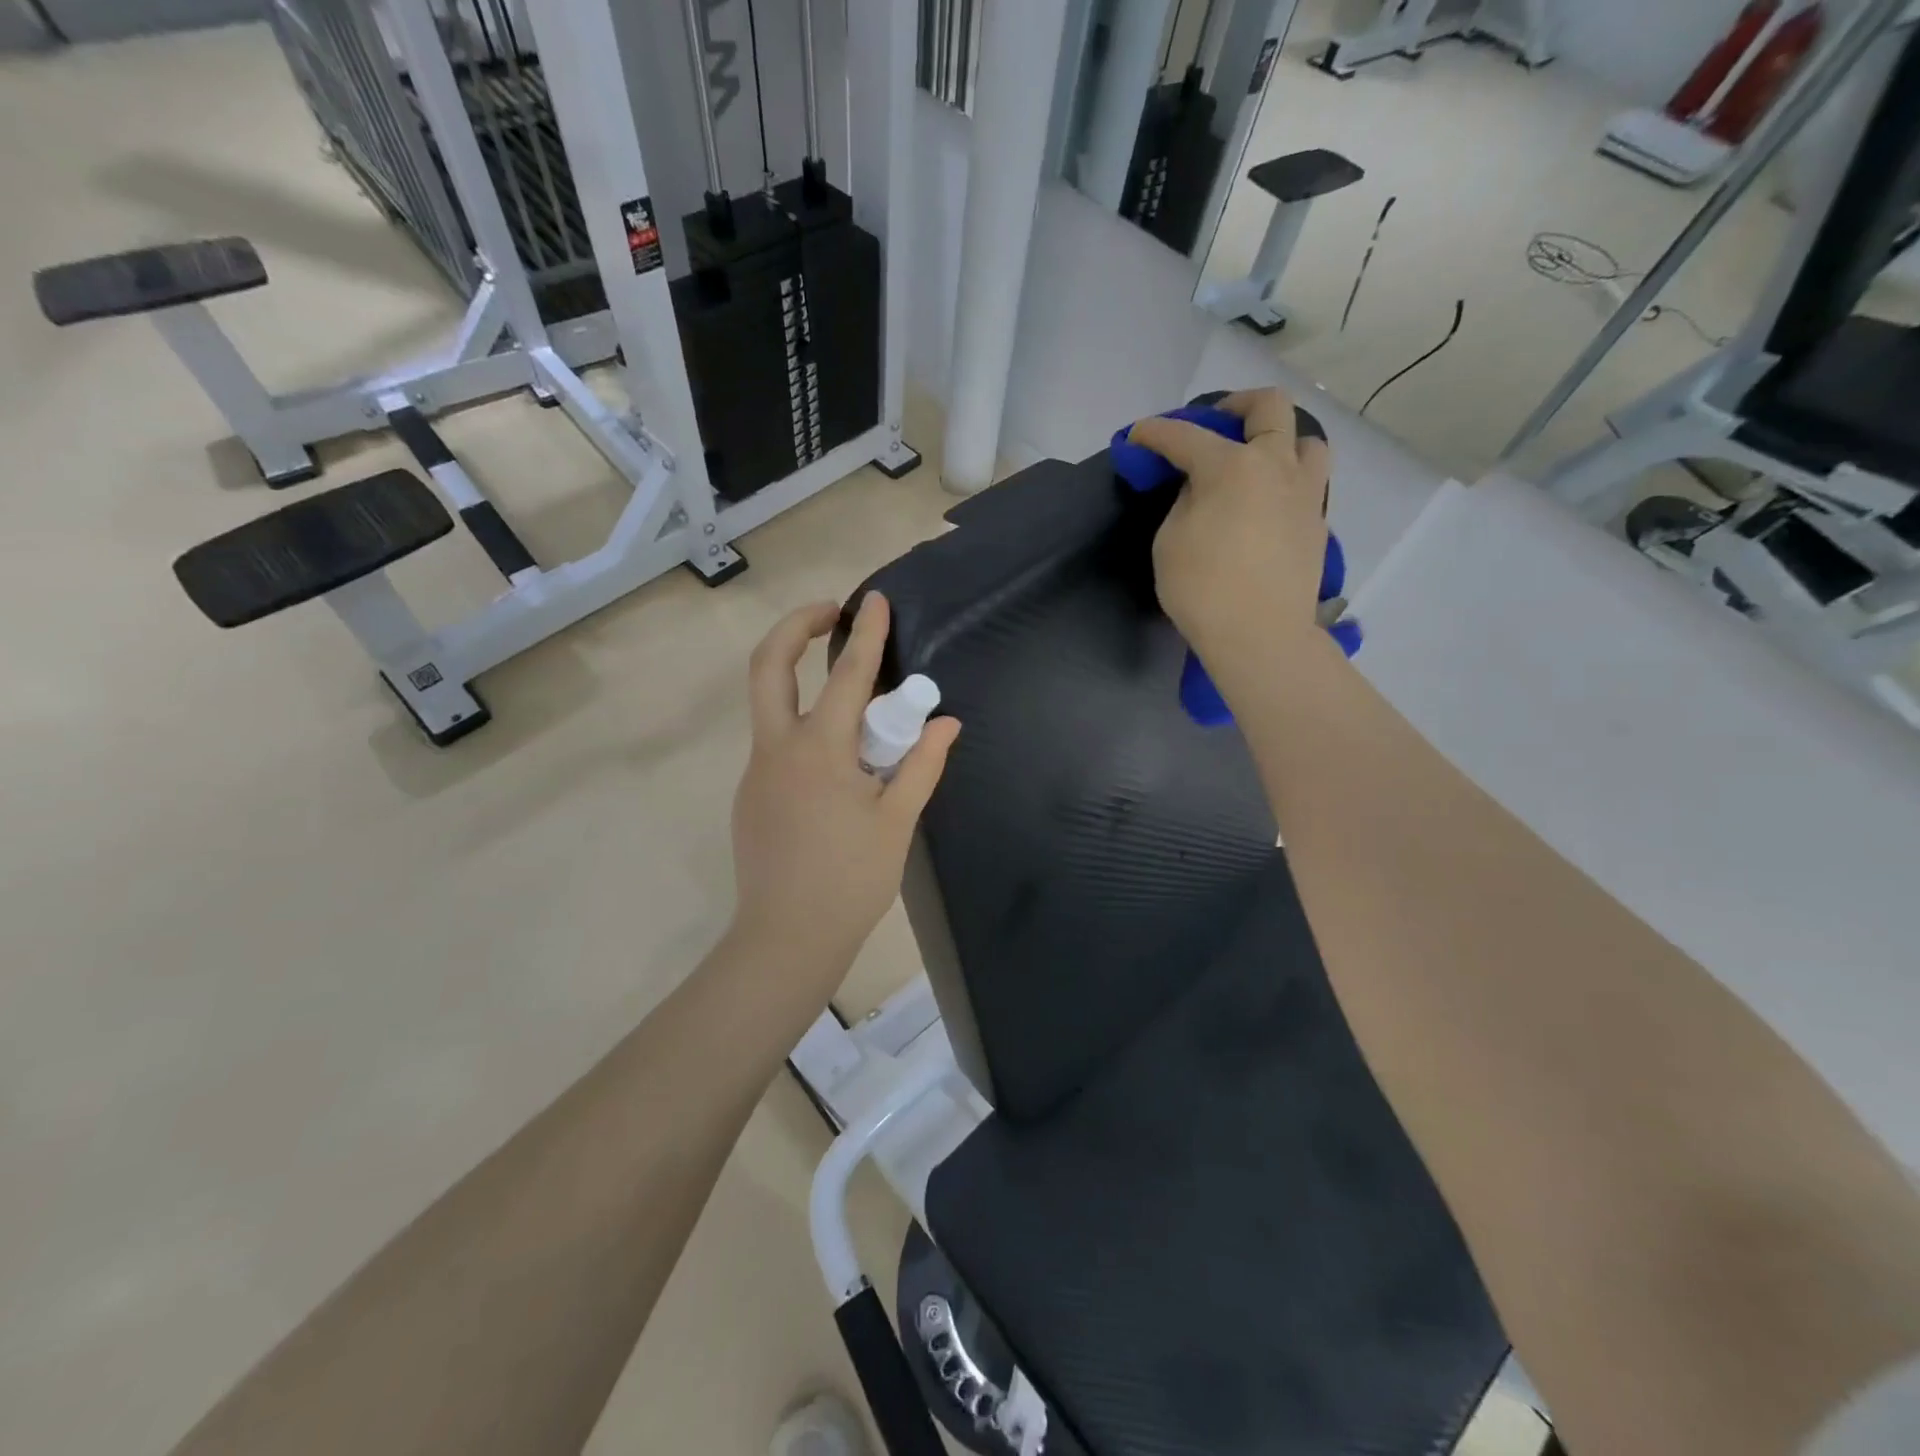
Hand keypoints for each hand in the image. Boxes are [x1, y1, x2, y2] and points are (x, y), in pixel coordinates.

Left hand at [729, 594, 961, 982]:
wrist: (786, 939)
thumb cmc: (851, 881)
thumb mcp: (897, 822)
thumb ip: (922, 765)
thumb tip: (946, 723)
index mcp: (819, 752)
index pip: (846, 676)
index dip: (866, 635)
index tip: (875, 600)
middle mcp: (777, 750)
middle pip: (768, 666)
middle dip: (794, 627)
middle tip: (829, 615)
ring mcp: (757, 771)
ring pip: (771, 705)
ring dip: (802, 680)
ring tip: (853, 701)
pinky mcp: (751, 794)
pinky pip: (777, 744)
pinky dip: (805, 729)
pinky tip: (838, 765)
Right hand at [1126, 388, 1331, 674]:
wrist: (1260, 635)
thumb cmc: (1202, 589)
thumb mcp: (1170, 541)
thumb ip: (1186, 502)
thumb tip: (1202, 490)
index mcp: (1231, 467)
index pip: (1186, 436)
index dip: (1156, 432)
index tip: (1138, 435)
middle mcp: (1275, 466)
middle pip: (1268, 406)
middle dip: (1235, 405)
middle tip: (1214, 424)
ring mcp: (1305, 493)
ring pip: (1305, 439)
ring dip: (1279, 438)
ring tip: (1256, 461)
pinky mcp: (1317, 522)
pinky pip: (1308, 482)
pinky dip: (1286, 479)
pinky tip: (1267, 504)